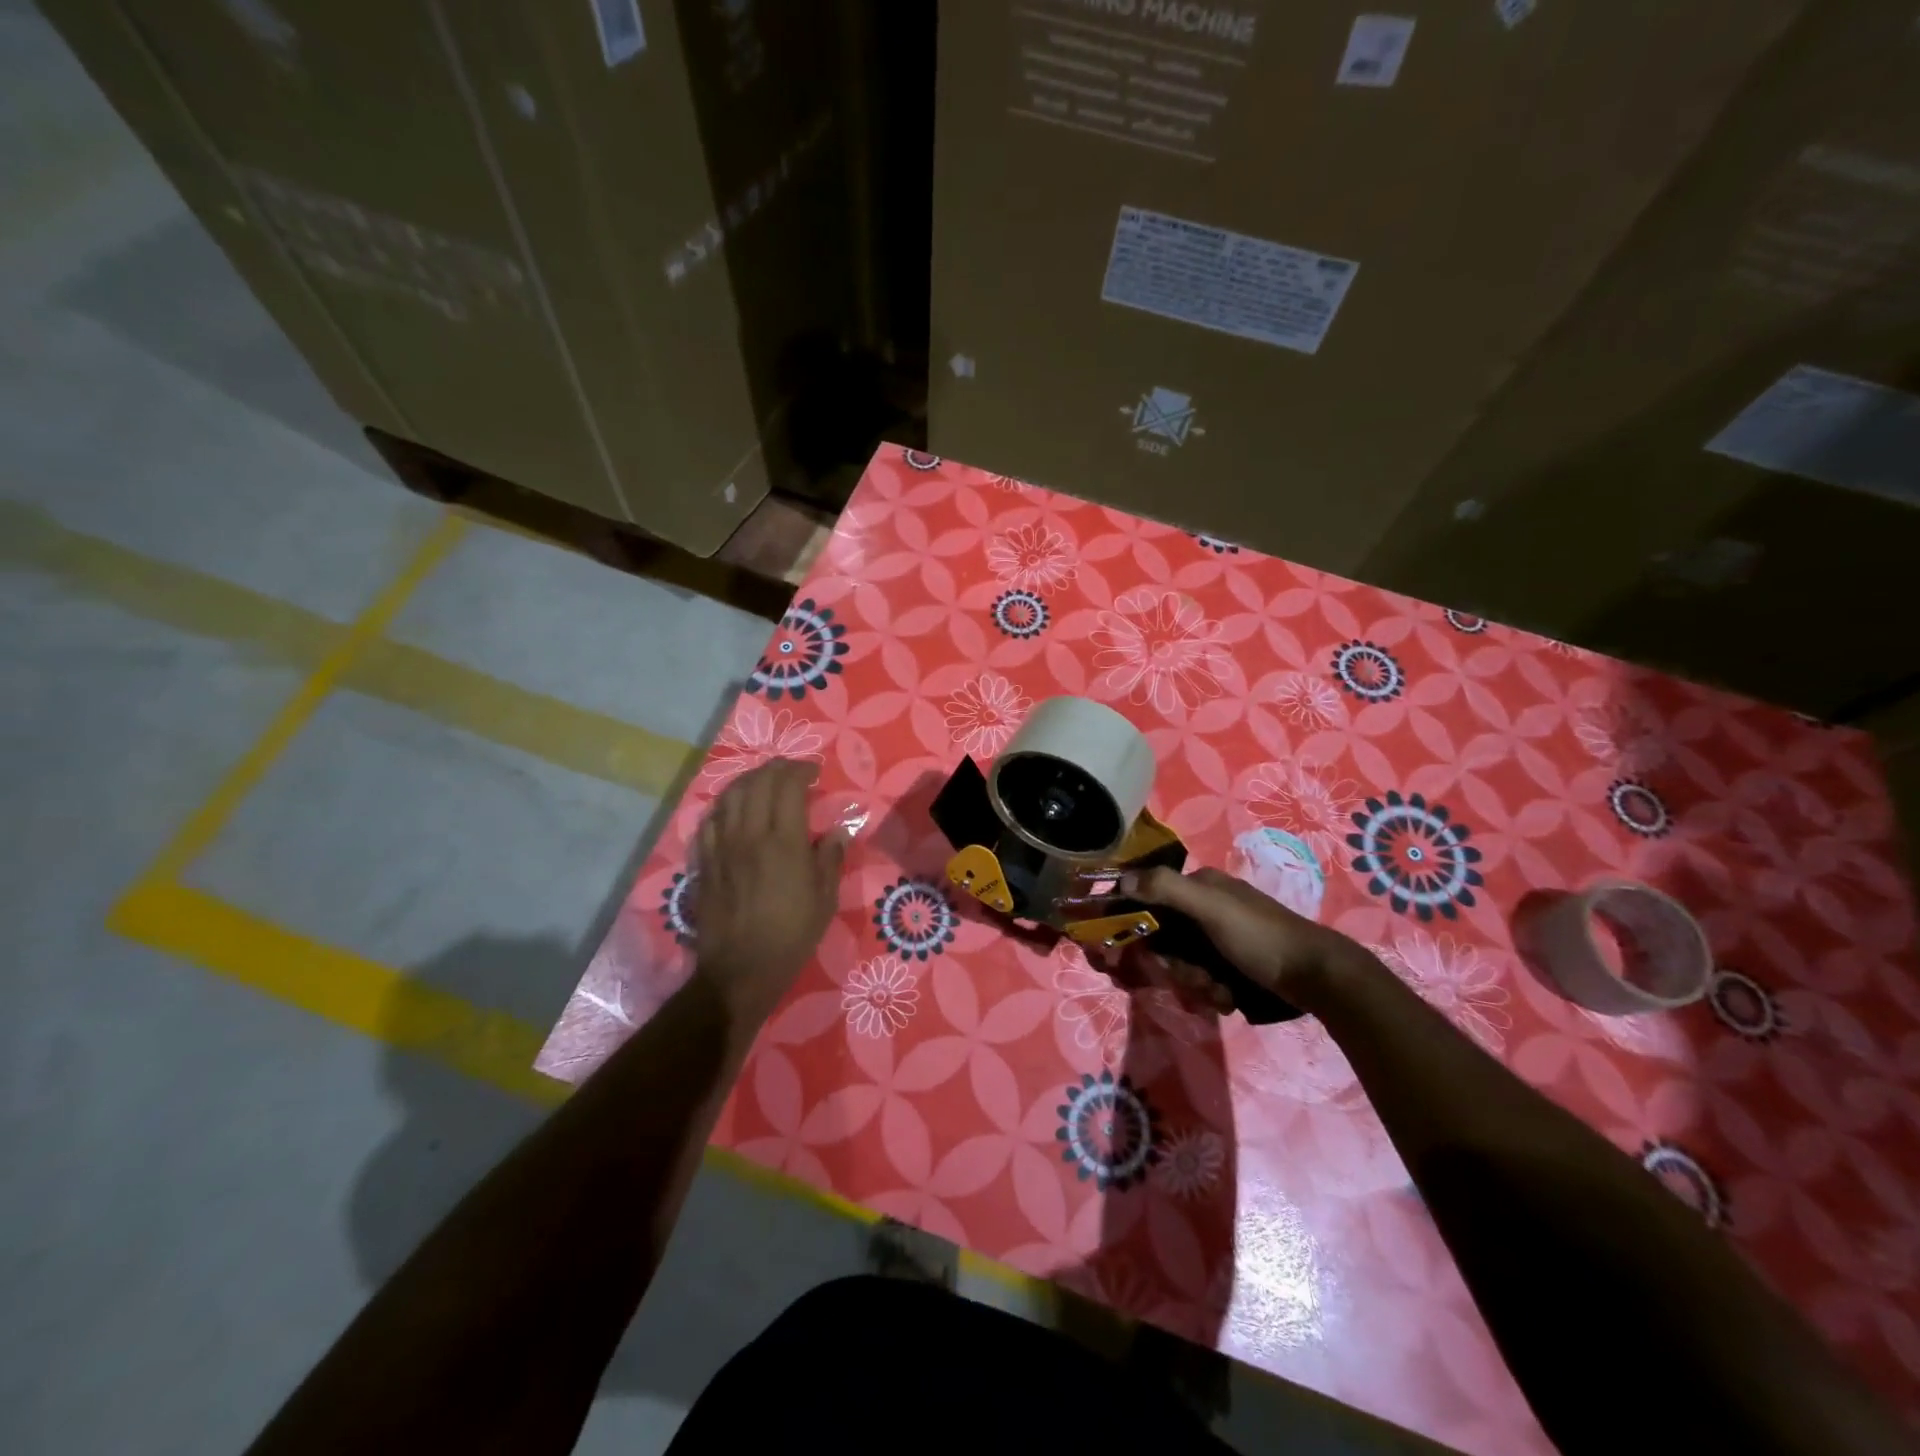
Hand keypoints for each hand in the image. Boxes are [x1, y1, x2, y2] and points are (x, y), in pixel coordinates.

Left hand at [691, 760, 847, 1026]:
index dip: (801, 770)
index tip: (814, 772)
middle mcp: (749, 835)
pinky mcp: (705, 862)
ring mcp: (722, 847)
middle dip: (776, 768)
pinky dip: (725, 805)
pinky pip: (710, 820)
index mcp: (783, 842)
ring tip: (764, 783)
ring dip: (749, 781)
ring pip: (730, 796)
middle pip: (757, 783)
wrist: (740, 970)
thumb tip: (839, 831)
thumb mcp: (825, 899)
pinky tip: (734, 810)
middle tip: (792, 772)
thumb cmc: (791, 935)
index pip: (787, 785)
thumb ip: (831, 859)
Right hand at [1122, 864, 1363, 1007]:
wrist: (1317, 977)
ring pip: (1182, 962)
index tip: (1120, 956)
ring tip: (1217, 991)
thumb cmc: (1260, 937)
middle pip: (1164, 938)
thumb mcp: (1212, 908)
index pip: (1148, 900)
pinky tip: (1227, 997)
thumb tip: (1121, 881)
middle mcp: (1205, 907)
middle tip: (1191, 978)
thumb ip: (1166, 889)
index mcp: (1199, 885)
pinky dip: (1210, 990)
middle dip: (1172, 965)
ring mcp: (1220, 937)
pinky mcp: (1232, 963)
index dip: (1133, 927)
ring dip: (1193, 982)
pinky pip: (1203, 977)